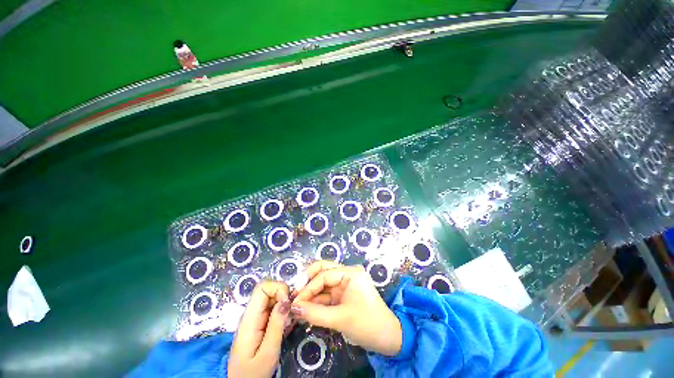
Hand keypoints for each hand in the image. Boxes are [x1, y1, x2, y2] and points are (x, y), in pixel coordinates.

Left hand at [228, 281, 291, 377]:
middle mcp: (252, 314)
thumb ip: (276, 326)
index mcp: (250, 319)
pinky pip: (274, 308)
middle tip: (291, 313)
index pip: (262, 287)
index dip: (278, 289)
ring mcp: (256, 317)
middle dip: (284, 296)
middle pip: (269, 289)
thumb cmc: (252, 374)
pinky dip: (284, 313)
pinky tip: (286, 326)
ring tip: (289, 322)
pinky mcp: (261, 322)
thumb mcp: (268, 353)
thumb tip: (286, 300)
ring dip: (285, 305)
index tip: (287, 303)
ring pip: (273, 298)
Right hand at [291, 261, 402, 355]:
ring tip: (297, 308)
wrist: (388, 338)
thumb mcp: (341, 319)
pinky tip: (306, 311)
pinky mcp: (343, 295)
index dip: (308, 288)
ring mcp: (345, 284)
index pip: (324, 274)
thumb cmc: (368, 324)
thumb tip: (293, 309)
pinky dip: (316, 302)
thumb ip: (315, 314)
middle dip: (307, 284)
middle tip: (294, 297)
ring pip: (322, 284)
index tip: (294, 302)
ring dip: (310, 295)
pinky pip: (326, 295)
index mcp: (351, 273)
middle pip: (322, 272)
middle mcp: (347, 274)